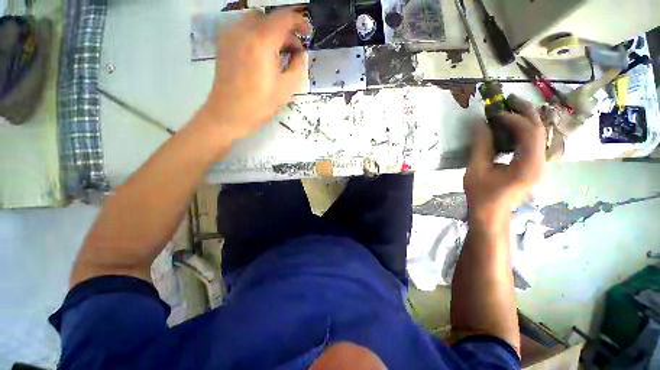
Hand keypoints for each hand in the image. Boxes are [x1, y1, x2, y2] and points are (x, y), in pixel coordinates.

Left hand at [196, 10, 309, 141]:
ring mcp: (230, 35)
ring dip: (272, 33)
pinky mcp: (224, 43)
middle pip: (270, 18)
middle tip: (294, 52)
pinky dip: (258, 36)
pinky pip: (245, 29)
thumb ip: (298, 67)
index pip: (284, 18)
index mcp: (262, 41)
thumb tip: (301, 54)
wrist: (227, 115)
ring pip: (257, 22)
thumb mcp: (286, 89)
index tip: (308, 34)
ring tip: (279, 55)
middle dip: (286, 31)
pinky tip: (263, 55)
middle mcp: (244, 30)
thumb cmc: (259, 105)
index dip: (299, 22)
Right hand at [464, 95, 545, 228]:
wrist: (491, 214)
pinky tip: (512, 125)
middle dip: (525, 111)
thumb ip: (481, 146)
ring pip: (539, 134)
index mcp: (528, 167)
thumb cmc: (481, 195)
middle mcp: (540, 163)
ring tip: (510, 108)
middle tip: (509, 99)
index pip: (529, 134)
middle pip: (539, 130)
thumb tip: (481, 123)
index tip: (494, 113)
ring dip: (525, 118)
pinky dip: (523, 129)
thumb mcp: (475, 170)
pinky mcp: (534, 165)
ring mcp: (539, 164)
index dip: (513, 118)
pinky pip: (533, 142)